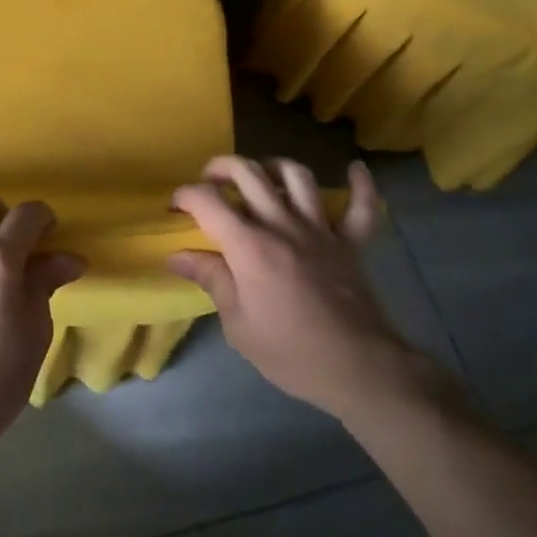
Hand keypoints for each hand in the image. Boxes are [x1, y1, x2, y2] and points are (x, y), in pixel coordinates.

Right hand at [170, 157, 431, 423]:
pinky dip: (360, 186)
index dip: (184, 196)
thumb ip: (211, 280)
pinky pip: (362, 206)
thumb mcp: (238, 324)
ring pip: (297, 177)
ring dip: (273, 167)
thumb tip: (177, 257)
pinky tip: (354, 170)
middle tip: (209, 182)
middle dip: (220, 168)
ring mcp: (320, 230)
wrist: (358, 369)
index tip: (174, 208)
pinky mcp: (351, 243)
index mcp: (249, 246)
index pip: (207, 201)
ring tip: (261, 177)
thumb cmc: (290, 352)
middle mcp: (282, 225)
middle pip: (248, 173)